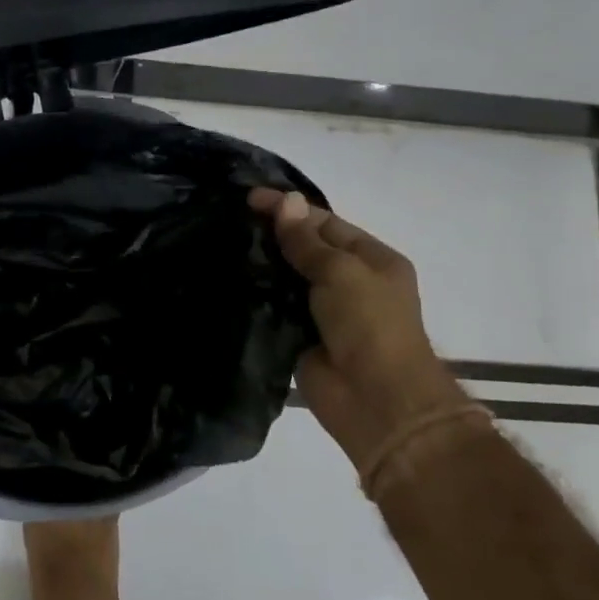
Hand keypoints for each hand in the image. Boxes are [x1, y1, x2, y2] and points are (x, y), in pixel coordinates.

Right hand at [250, 188, 465, 462]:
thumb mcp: (341, 272)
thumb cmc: (370, 325)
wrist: (376, 400)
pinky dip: (257, 297)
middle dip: (273, 235)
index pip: (326, 224)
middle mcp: (351, 282)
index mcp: (372, 260)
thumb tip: (285, 202)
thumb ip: (307, 241)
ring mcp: (325, 312)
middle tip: (230, 221)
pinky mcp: (302, 338)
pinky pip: (277, 310)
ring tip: (222, 246)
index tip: (249, 199)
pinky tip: (229, 281)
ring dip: (262, 266)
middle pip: (306, 250)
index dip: (290, 209)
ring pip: (288, 279)